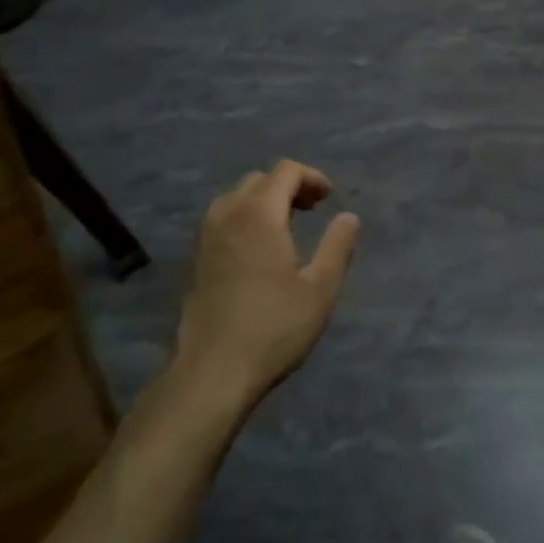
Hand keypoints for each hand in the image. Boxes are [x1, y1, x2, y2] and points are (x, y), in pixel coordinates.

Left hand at [175, 161, 360, 409]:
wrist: (212, 372)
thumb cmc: (273, 328)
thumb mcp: (320, 289)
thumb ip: (337, 246)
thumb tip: (349, 217)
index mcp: (259, 213)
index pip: (285, 171)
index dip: (311, 177)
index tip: (329, 199)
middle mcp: (228, 214)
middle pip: (259, 179)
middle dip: (288, 186)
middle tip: (312, 210)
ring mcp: (205, 236)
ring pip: (236, 198)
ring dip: (263, 201)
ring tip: (285, 227)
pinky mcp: (194, 259)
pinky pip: (221, 219)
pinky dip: (243, 218)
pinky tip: (257, 250)